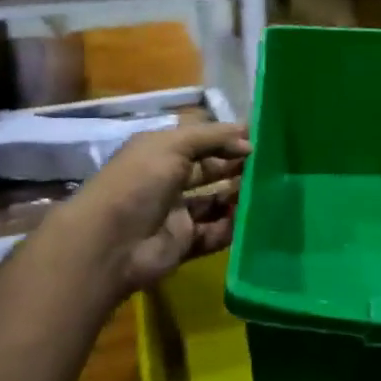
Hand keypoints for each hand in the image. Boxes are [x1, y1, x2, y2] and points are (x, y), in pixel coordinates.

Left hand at [48, 122, 248, 300]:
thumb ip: (212, 137)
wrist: (110, 243)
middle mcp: (168, 180)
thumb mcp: (173, 145)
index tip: (259, 139)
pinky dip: (232, 227)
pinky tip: (252, 219)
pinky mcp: (183, 244)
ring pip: (215, 202)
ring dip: (238, 196)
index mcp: (161, 152)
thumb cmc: (139, 182)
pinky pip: (214, 233)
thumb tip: (248, 142)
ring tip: (266, 191)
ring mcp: (176, 214)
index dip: (227, 139)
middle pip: (210, 171)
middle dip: (237, 166)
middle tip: (270, 166)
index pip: (200, 140)